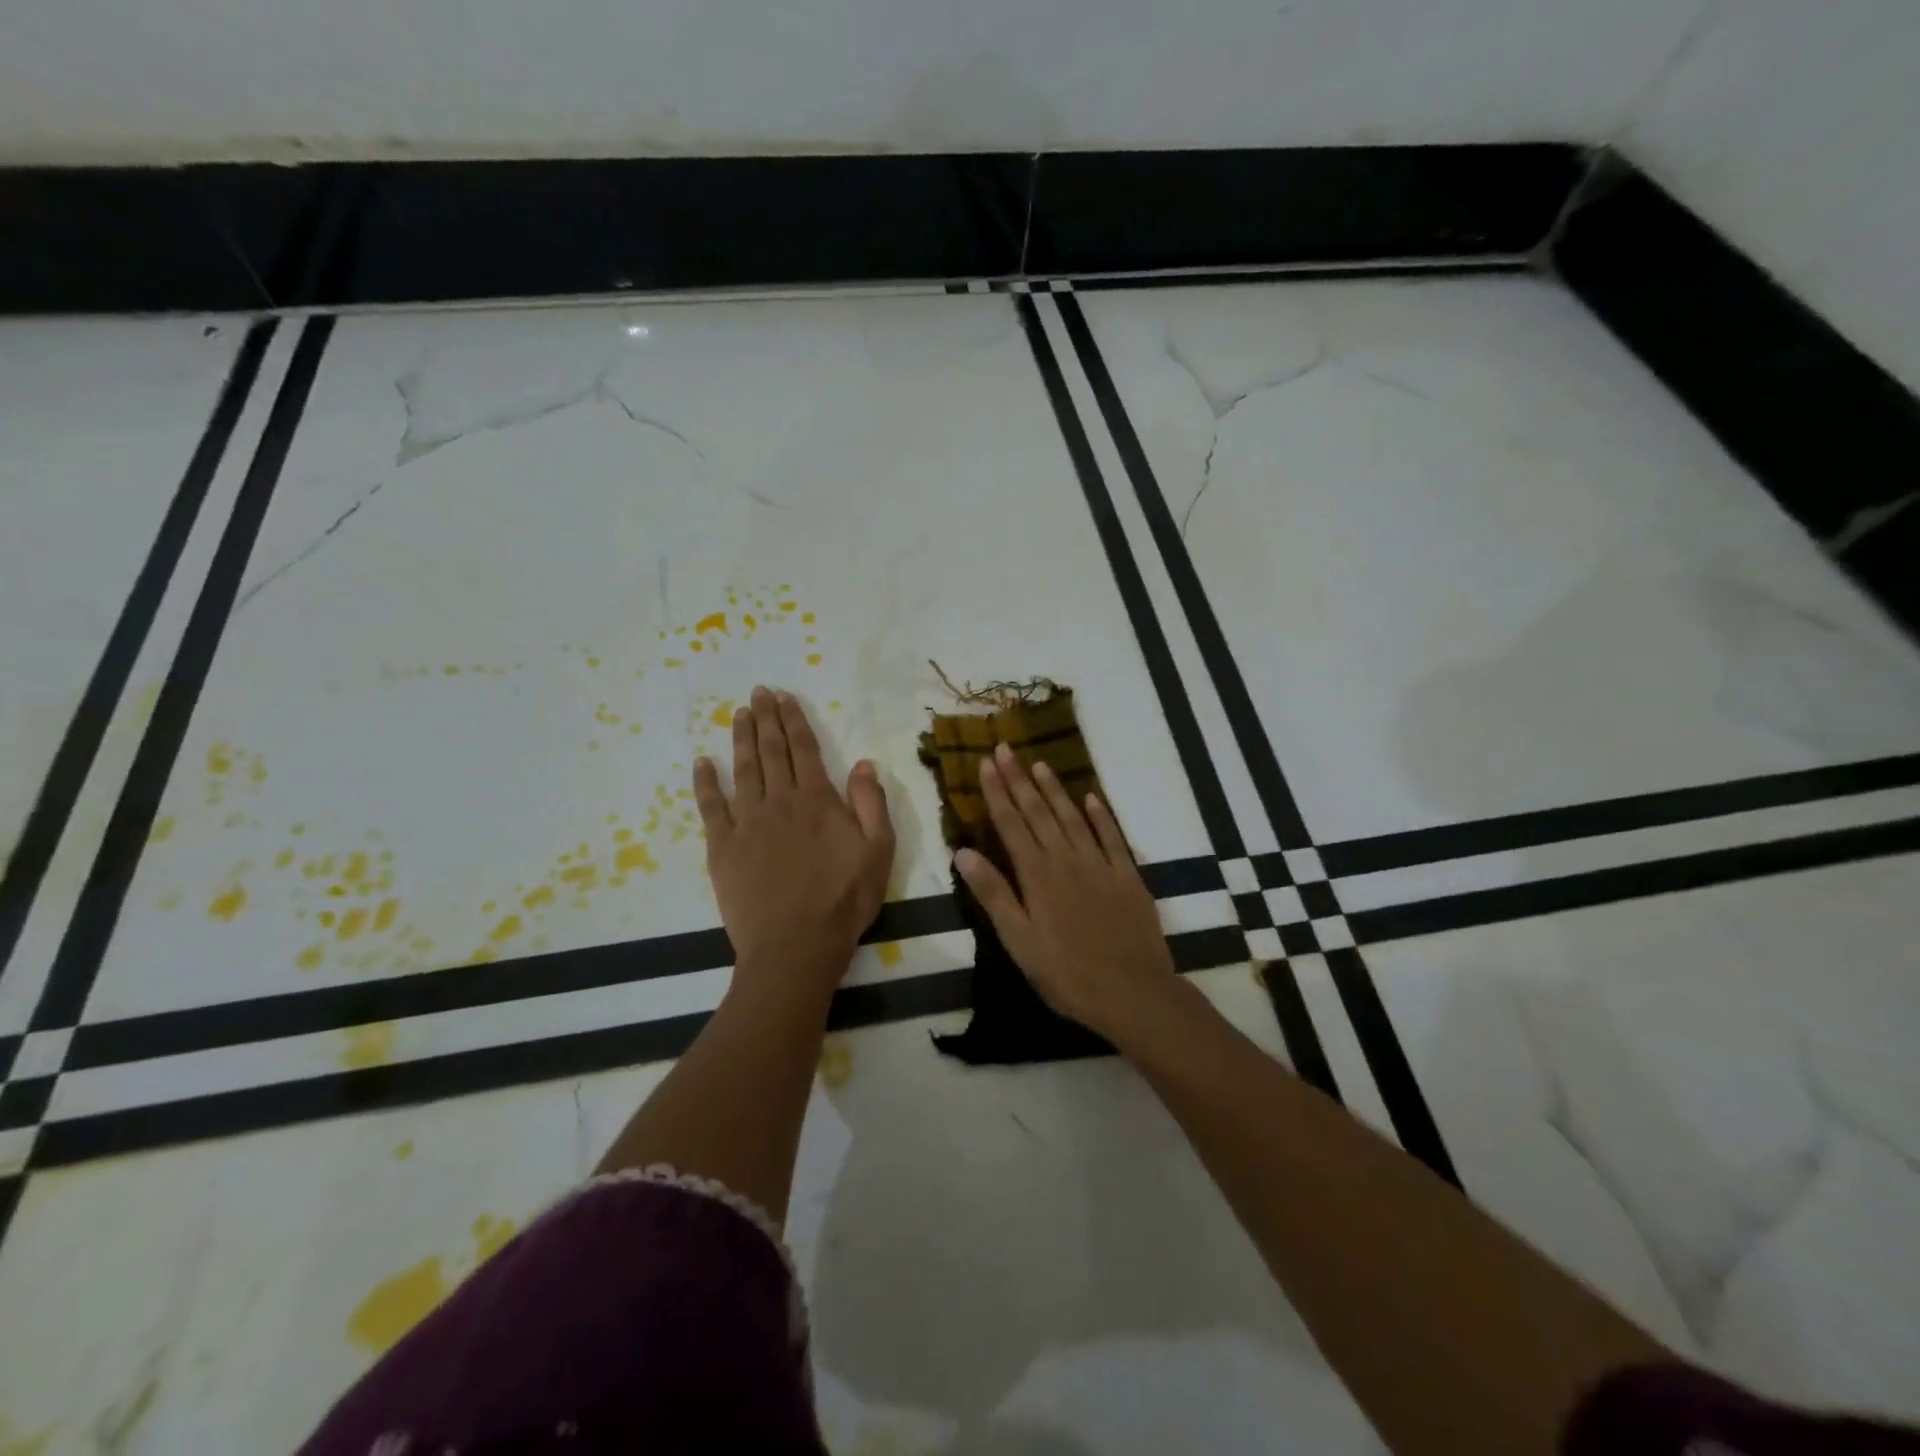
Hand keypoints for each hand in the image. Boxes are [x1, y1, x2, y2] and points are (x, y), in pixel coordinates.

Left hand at [694, 686, 895, 1000]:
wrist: (796, 945)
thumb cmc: (844, 900)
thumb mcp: (879, 851)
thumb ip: (872, 803)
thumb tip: (863, 762)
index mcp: (818, 800)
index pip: (804, 748)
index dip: (794, 720)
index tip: (784, 697)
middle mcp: (780, 801)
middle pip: (772, 751)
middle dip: (766, 719)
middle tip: (758, 693)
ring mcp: (748, 822)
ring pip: (744, 769)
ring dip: (741, 739)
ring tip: (738, 714)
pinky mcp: (722, 847)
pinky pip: (711, 807)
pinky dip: (706, 782)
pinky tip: (702, 762)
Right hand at [955, 743, 1181, 1046]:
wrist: (1134, 992)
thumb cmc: (1067, 974)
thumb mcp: (1020, 941)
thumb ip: (993, 894)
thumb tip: (962, 852)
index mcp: (1038, 875)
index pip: (1011, 824)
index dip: (997, 792)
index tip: (985, 762)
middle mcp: (1067, 859)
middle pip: (1039, 812)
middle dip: (1019, 779)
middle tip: (1006, 747)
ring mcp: (1100, 865)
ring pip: (1073, 817)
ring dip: (1055, 789)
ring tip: (1039, 763)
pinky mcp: (1127, 876)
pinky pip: (1112, 837)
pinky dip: (1101, 815)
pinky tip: (1092, 797)